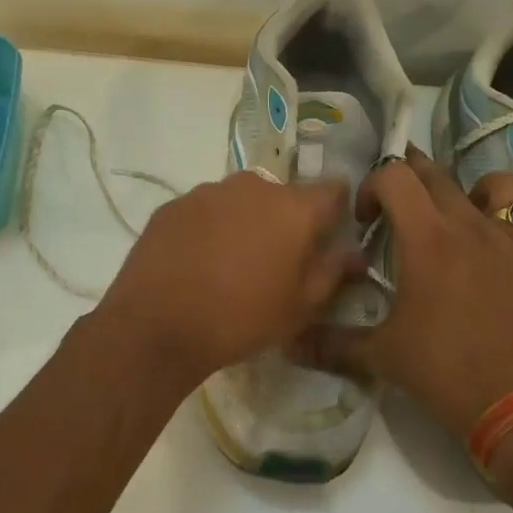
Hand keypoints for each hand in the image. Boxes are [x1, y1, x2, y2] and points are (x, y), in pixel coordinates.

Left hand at [92, 171, 360, 389]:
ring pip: (241, 201)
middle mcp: (253, 186)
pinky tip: (197, 262)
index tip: (328, 237)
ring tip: (230, 264)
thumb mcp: (300, 307)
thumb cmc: (242, 318)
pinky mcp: (173, 205)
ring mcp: (208, 192)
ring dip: (245, 222)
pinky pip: (205, 211)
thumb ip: (333, 273)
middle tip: (275, 261)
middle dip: (285, 221)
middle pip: (283, 196)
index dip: (336, 211)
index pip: (333, 190)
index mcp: (293, 207)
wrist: (157, 326)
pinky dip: (209, 228)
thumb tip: (355, 254)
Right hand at [300, 148, 512, 442]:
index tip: (366, 223)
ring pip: (511, 188)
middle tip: (401, 208)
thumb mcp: (380, 357)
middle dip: (414, 180)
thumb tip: (288, 343)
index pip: (394, 177)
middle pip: (441, 176)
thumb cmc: (443, 373)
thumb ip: (331, 344)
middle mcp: (474, 227)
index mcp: (428, 238)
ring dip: (487, 192)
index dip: (373, 187)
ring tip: (472, 214)